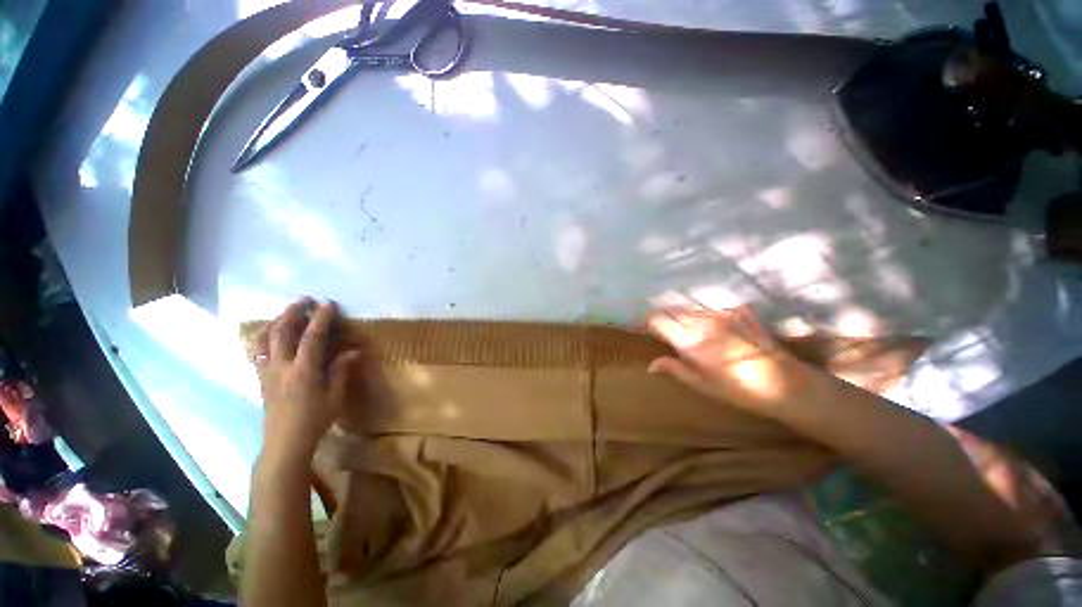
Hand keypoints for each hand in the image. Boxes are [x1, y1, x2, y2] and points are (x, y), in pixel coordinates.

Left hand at [251, 298, 360, 463]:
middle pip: (281, 332)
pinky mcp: (260, 379)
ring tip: (285, 313)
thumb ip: (341, 371)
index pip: (312, 337)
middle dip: (292, 312)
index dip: (320, 318)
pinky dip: (263, 337)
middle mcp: (281, 367)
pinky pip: (257, 351)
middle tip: (304, 300)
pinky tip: (270, 335)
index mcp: (303, 371)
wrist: (284, 443)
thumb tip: (354, 351)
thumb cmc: (314, 420)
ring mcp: (266, 372)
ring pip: (263, 339)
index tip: (328, 304)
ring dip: (274, 322)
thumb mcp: (335, 397)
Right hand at [646, 305, 808, 415]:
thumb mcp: (701, 384)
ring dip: (683, 315)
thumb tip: (650, 365)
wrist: (784, 382)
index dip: (648, 322)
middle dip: (664, 317)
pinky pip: (711, 308)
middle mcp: (701, 321)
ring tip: (687, 329)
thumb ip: (673, 368)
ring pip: (690, 308)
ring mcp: (720, 313)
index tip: (646, 329)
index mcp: (688, 340)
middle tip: (664, 330)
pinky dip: (705, 315)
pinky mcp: (738, 311)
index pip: (657, 320)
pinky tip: (714, 327)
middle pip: (671, 310)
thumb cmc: (737, 389)